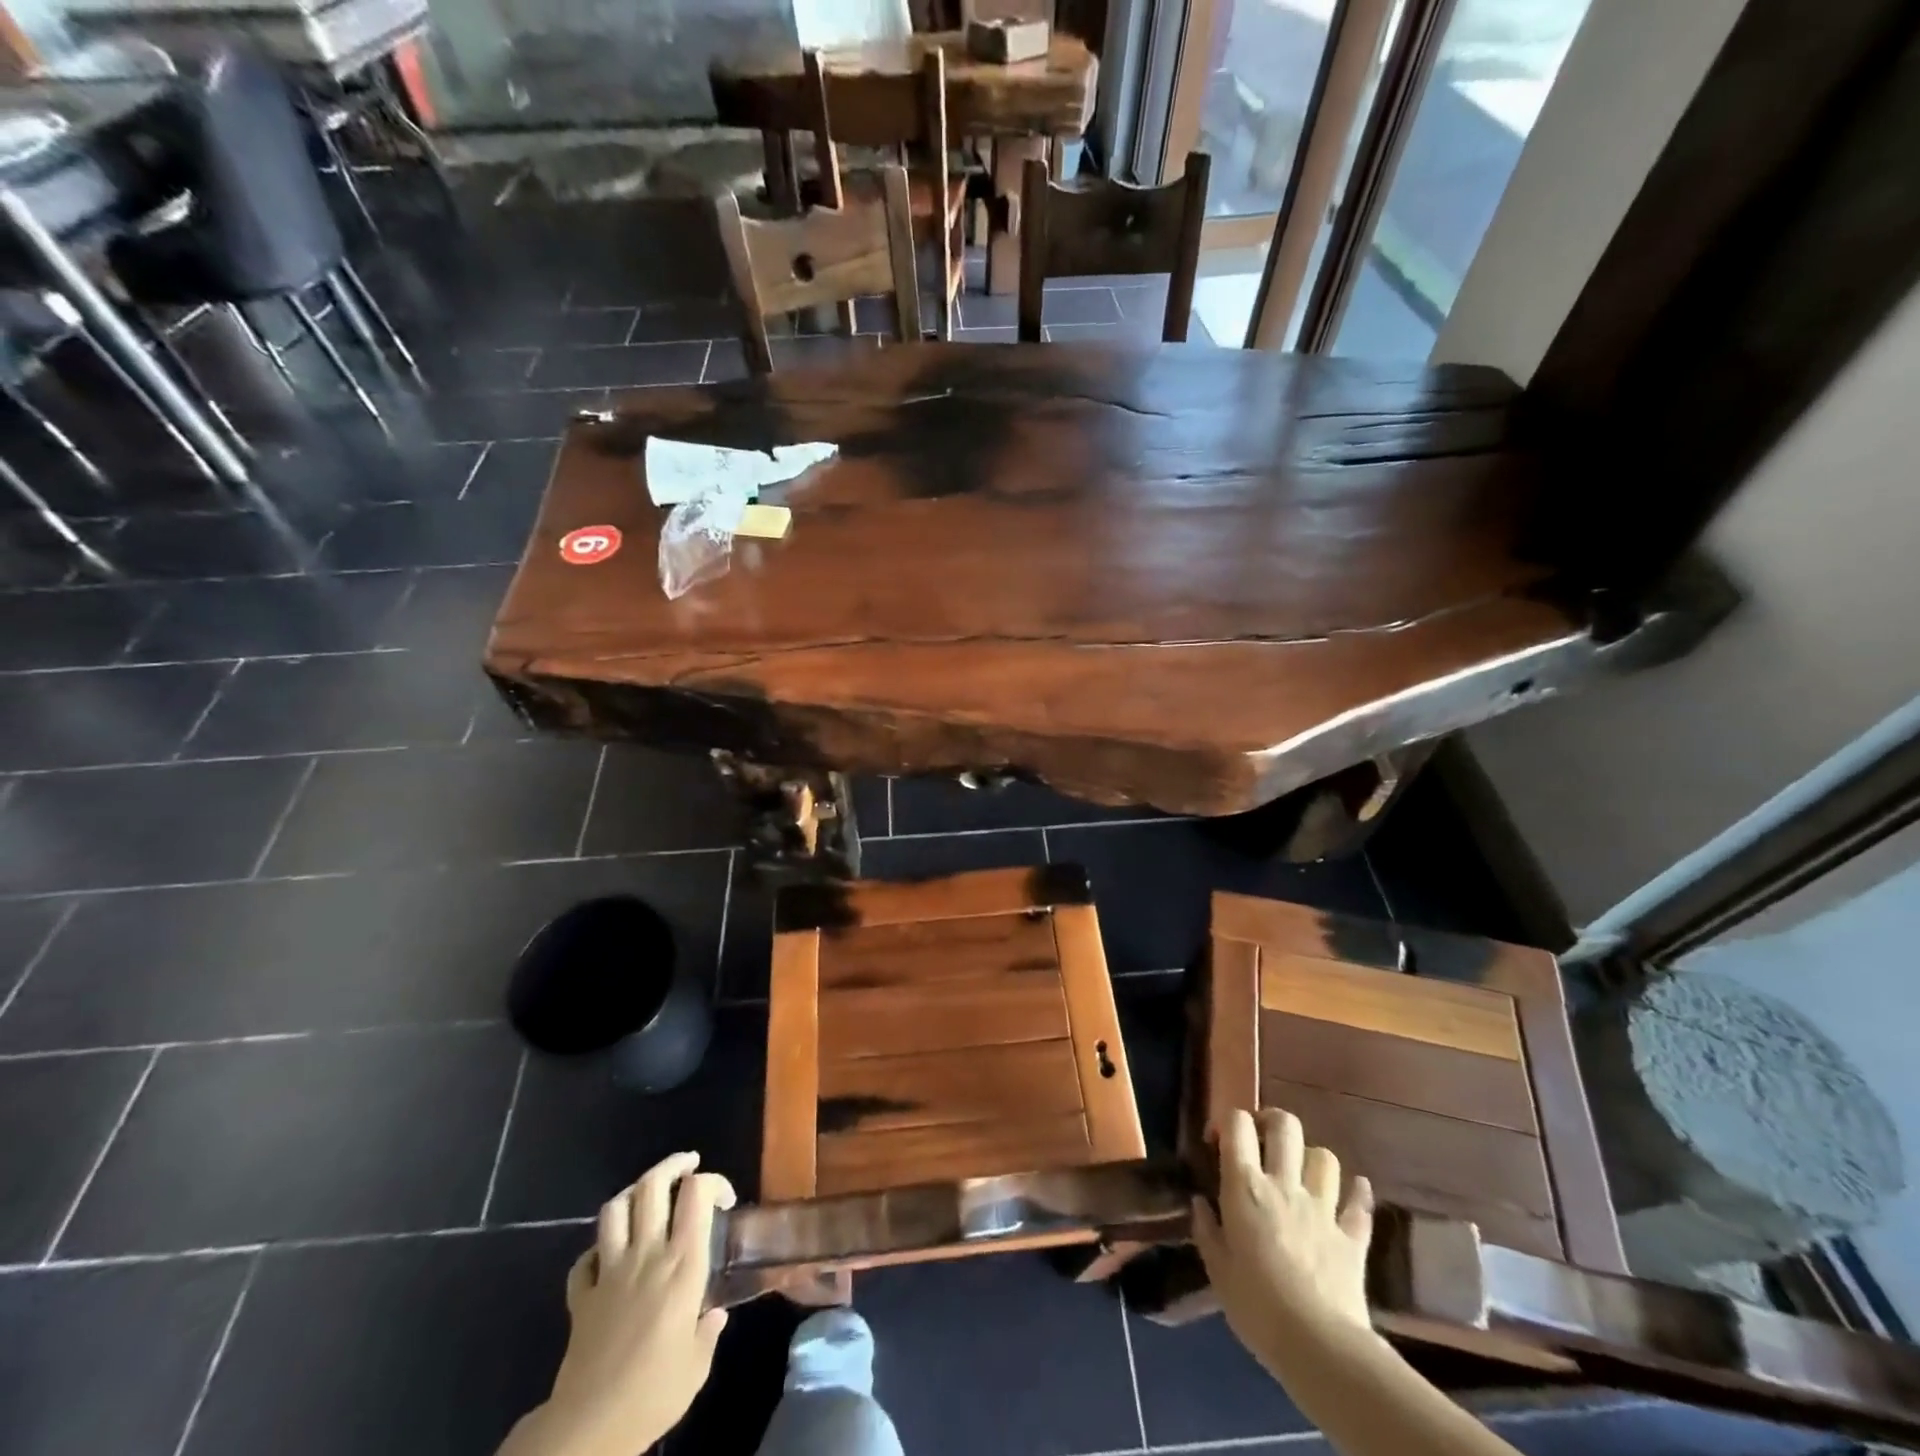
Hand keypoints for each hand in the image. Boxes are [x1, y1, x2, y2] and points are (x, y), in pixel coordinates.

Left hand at [504, 1153, 735, 1455]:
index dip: (713, 1182)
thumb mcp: (697, 1366)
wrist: (590, 1428)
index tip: (725, 1200)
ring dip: (634, 1193)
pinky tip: (609, 1257)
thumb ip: (708, 1331)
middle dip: (673, 1164)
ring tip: (648, 1196)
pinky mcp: (581, 1296)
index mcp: (683, 1265)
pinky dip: (598, 1250)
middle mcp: (647, 1255)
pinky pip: (585, 1259)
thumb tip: (715, 1315)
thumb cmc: (654, 1394)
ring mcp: (610, 1272)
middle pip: (652, 1185)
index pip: (697, 1194)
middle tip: (689, 1165)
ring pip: (615, 1209)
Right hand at [1193, 1108, 1376, 1372]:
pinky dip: (1357, 1194)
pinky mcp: (1352, 1237)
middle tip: (1262, 1141)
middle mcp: (1284, 1184)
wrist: (1319, 1346)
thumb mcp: (1217, 1269)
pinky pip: (1360, 1204)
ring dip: (1312, 1158)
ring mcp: (1323, 1208)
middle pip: (1285, 1126)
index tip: (1218, 1143)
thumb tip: (1200, 1203)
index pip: (1237, 1124)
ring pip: (1324, 1157)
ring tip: (1302, 1173)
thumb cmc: (1256, 1306)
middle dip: (1272, 1122)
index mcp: (1245, 1186)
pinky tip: (1355, 1191)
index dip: (1228, 1122)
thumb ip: (1206, 1229)